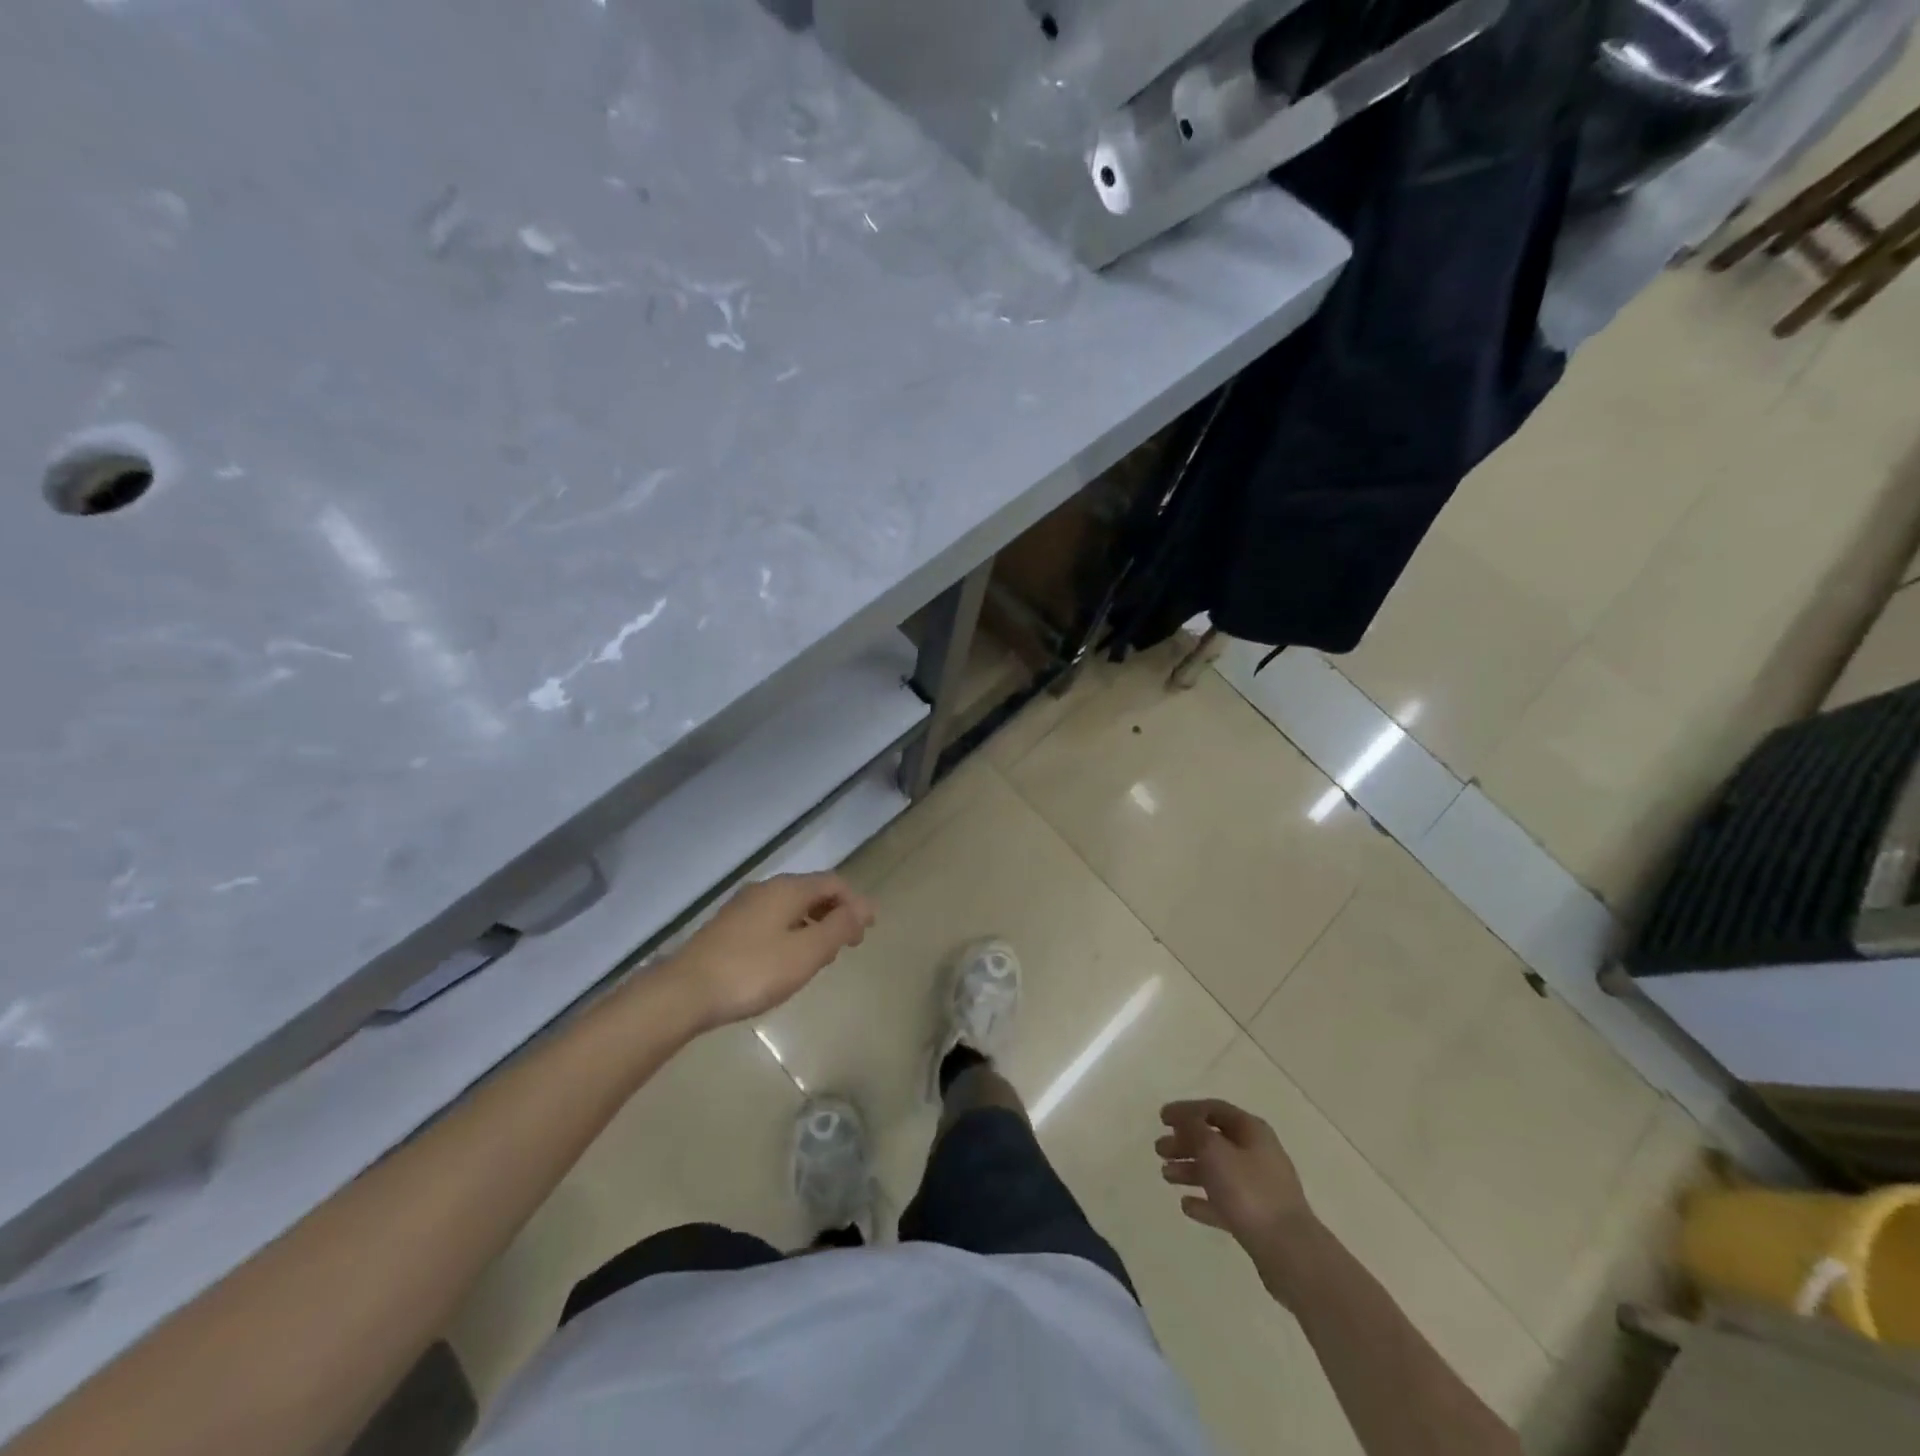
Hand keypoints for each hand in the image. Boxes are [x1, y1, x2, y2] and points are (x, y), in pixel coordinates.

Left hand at [667, 873, 874, 1028]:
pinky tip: (787, 960)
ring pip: (791, 906)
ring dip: (814, 924)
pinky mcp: (728, 927)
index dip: (856, 903)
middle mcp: (766, 888)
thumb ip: (839, 927)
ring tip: (822, 956)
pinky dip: (792, 931)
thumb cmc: (753, 971)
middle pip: (812, 891)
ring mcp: (744, 906)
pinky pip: (772, 919)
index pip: (834, 883)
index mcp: (788, 889)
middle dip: (836, 913)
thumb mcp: (806, 953)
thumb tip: (865, 907)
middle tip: (849, 945)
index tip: (867, 932)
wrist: (684, 992)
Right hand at [1158, 1099, 1316, 1280]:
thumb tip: (1185, 1119)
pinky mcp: (1258, 1218)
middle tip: (1159, 1150)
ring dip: (1190, 1170)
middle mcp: (1257, 1153)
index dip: (1186, 1110)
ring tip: (1165, 1176)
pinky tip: (1186, 1206)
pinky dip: (1205, 1200)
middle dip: (1185, 1142)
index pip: (1214, 1109)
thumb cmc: (1249, 1192)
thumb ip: (1195, 1129)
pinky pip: (1225, 1201)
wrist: (1290, 1252)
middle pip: (1214, 1140)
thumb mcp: (1214, 1151)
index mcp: (1251, 1130)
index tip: (1161, 1118)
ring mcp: (1259, 1187)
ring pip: (1218, 1171)